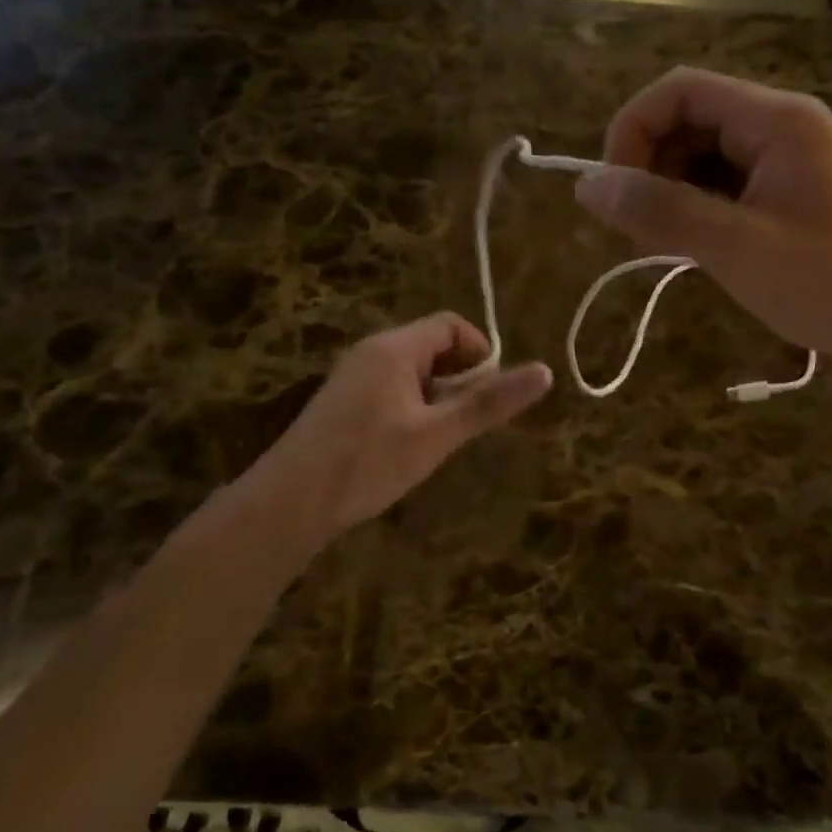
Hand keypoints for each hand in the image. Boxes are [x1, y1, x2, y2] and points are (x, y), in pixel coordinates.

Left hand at [242, 314, 550, 542]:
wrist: (287, 506)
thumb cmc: (367, 463)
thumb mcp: (437, 435)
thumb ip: (489, 403)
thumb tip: (545, 371)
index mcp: (394, 348)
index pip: (451, 325)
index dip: (480, 352)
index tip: (490, 393)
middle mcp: (371, 352)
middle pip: (432, 347)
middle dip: (460, 379)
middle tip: (466, 424)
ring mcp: (352, 378)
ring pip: (412, 373)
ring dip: (437, 398)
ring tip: (439, 441)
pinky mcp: (342, 404)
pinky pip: (391, 390)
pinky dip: (413, 409)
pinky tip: (408, 449)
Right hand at [576, 67, 831, 362]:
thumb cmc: (827, 284)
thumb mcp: (735, 247)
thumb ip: (660, 210)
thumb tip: (586, 185)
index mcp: (777, 120)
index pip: (681, 90)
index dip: (633, 129)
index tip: (613, 189)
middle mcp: (782, 126)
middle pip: (690, 118)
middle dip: (650, 165)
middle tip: (636, 227)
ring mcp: (787, 159)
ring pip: (703, 153)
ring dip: (670, 189)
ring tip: (661, 242)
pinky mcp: (787, 191)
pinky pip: (725, 182)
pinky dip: (696, 206)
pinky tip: (693, 245)